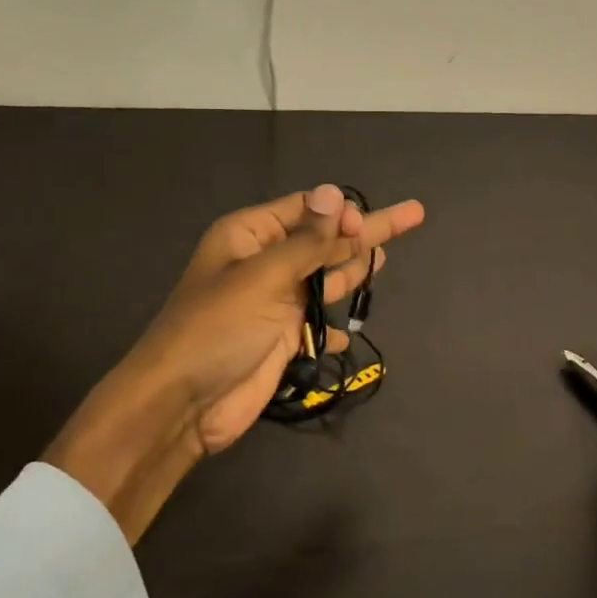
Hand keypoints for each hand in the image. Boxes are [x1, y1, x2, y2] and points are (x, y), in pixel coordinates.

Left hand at [45, 184, 427, 540]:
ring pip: (326, 277)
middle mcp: (266, 262)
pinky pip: (319, 320)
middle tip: (413, 214)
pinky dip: (336, 325)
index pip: (306, 209)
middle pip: (325, 240)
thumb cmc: (218, 328)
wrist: (183, 403)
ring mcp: (276, 301)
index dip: (340, 212)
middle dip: (365, 230)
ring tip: (386, 256)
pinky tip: (352, 331)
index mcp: (251, 236)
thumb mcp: (264, 277)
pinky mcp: (284, 336)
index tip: (367, 225)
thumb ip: (307, 241)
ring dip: (354, 268)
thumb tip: (335, 194)